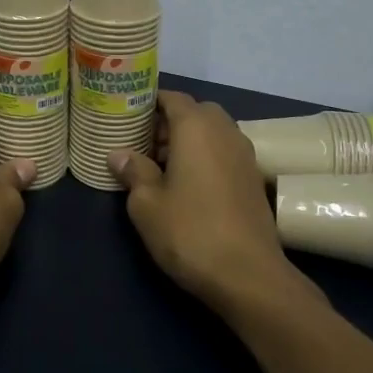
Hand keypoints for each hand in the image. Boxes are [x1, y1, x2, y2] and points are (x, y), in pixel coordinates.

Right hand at [108, 90, 309, 315]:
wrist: (249, 275)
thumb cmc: (190, 231)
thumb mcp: (147, 204)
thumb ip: (133, 172)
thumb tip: (119, 155)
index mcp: (196, 127)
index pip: (172, 97)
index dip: (148, 102)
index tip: (127, 114)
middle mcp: (224, 131)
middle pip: (194, 112)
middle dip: (168, 122)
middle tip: (142, 143)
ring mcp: (244, 155)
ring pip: (211, 133)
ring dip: (187, 140)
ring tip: (159, 166)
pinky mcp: (253, 179)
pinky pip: (223, 152)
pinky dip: (204, 156)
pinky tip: (186, 184)